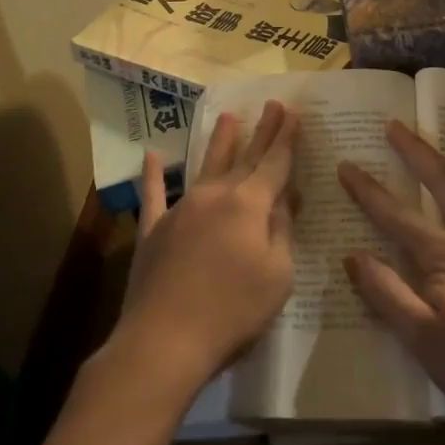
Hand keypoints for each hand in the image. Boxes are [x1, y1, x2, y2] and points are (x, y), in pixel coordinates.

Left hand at [109, 101, 300, 400]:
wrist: (165, 340)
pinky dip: (153, 175)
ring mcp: (181, 210)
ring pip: (204, 167)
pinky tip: (152, 156)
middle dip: (261, 132)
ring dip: (218, 142)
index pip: (274, 164)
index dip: (286, 138)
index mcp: (249, 205)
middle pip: (244, 158)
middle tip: (272, 104)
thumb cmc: (233, 311)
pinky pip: (154, 195)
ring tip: (227, 116)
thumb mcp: (277, 275)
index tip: (292, 112)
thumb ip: (282, 232)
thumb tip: (285, 200)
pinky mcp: (153, 231)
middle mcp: (215, 196)